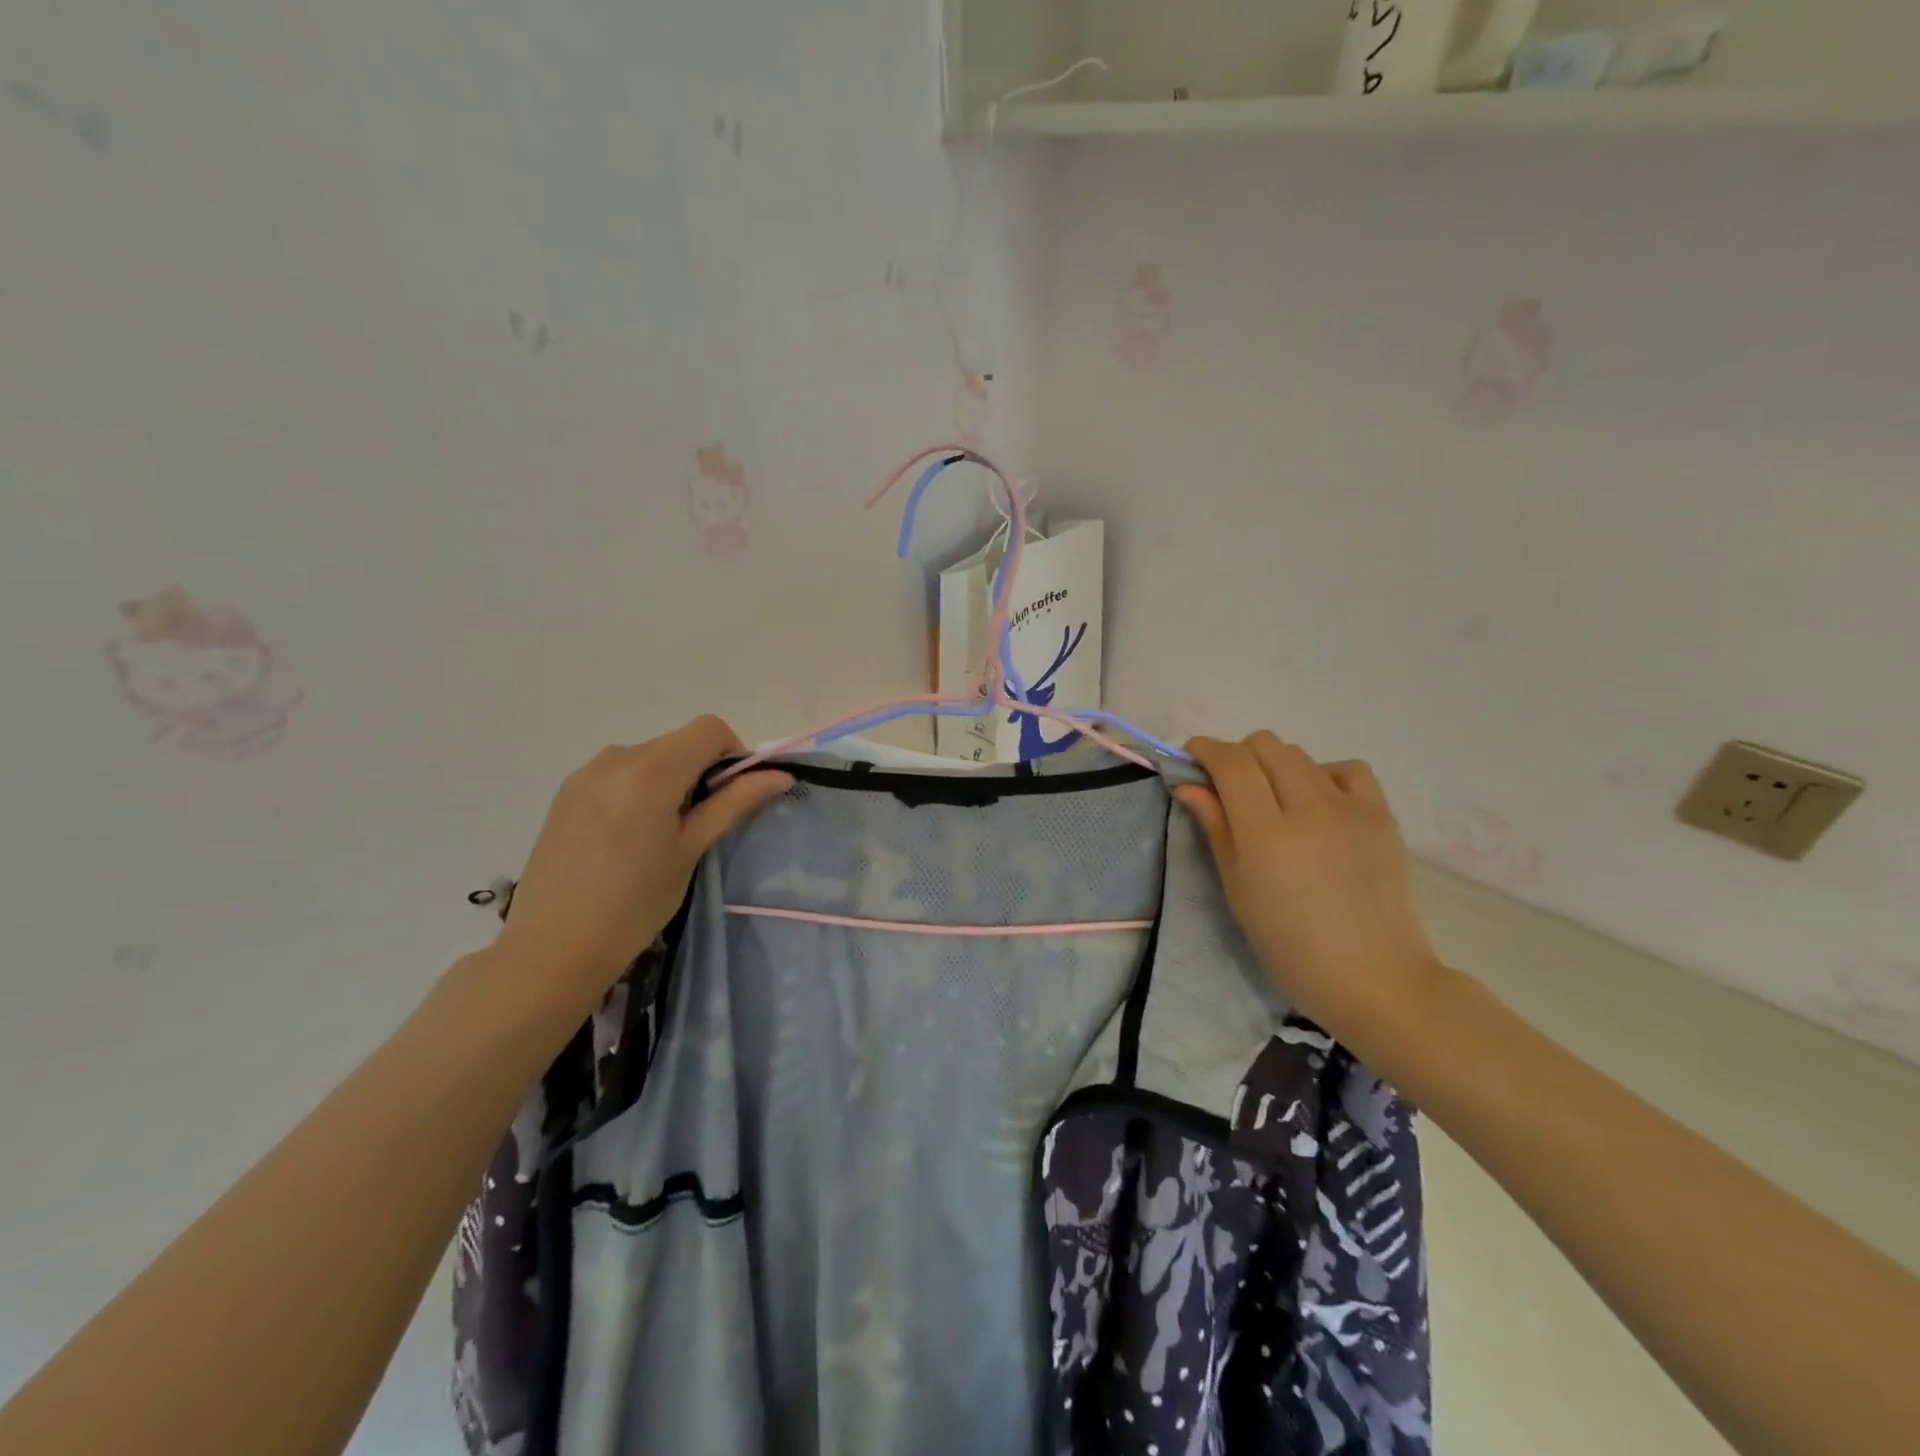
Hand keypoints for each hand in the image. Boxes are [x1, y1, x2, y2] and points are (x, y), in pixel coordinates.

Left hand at [491, 717, 791, 1013]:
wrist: (552, 947)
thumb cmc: (634, 903)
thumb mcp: (691, 850)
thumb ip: (734, 803)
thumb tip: (780, 776)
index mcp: (651, 770)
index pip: (709, 729)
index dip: (733, 753)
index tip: (732, 796)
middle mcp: (616, 757)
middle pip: (678, 742)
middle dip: (702, 770)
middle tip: (701, 824)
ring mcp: (585, 773)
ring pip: (649, 757)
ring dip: (670, 780)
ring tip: (661, 836)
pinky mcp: (567, 792)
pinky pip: (619, 773)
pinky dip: (640, 789)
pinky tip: (628, 838)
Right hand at [1176, 733, 1443, 1043]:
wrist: (1375, 979)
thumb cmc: (1290, 946)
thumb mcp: (1238, 889)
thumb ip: (1215, 827)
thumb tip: (1188, 784)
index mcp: (1266, 835)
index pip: (1231, 762)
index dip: (1204, 750)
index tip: (1190, 759)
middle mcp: (1309, 809)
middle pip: (1265, 746)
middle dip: (1238, 756)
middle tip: (1229, 788)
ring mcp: (1351, 809)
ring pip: (1300, 755)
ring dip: (1275, 766)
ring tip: (1274, 802)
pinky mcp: (1382, 815)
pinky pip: (1346, 770)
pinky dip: (1322, 775)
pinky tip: (1318, 804)